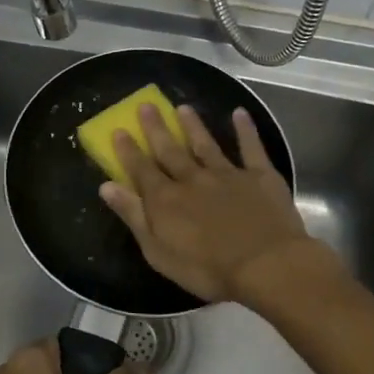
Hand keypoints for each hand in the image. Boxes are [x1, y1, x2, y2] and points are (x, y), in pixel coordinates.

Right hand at [99, 103, 330, 302]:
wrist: (266, 265)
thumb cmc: (207, 269)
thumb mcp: (158, 251)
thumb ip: (134, 216)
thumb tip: (107, 186)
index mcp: (166, 199)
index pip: (141, 169)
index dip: (128, 150)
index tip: (119, 129)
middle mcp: (193, 179)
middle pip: (170, 150)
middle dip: (156, 128)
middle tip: (147, 105)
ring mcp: (228, 174)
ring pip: (205, 144)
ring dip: (193, 125)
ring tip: (183, 107)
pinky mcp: (259, 176)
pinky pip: (251, 148)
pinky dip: (245, 130)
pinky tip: (240, 113)